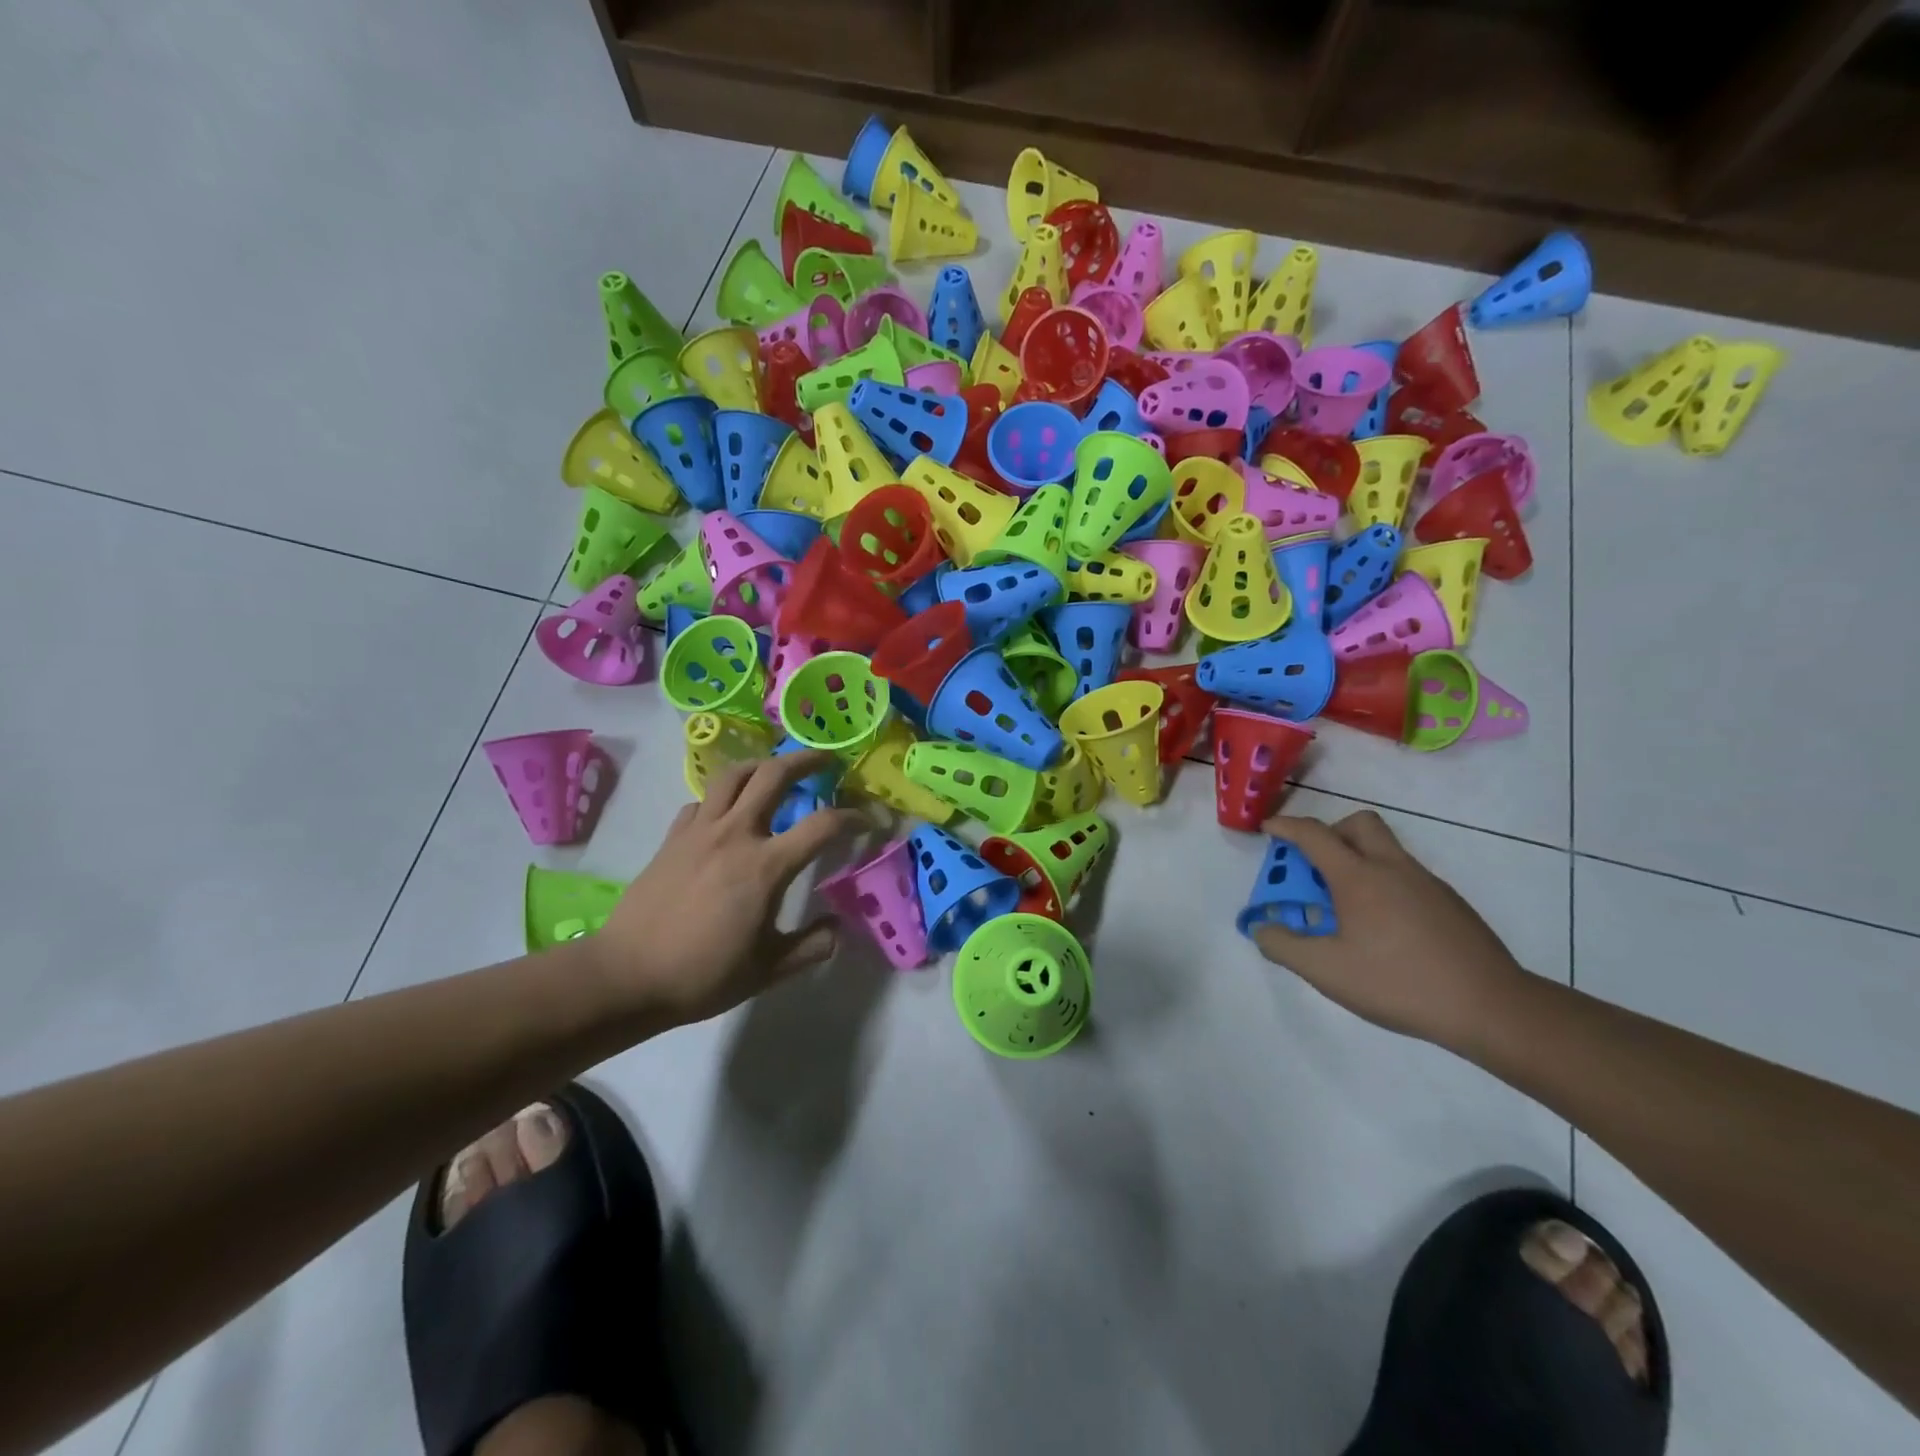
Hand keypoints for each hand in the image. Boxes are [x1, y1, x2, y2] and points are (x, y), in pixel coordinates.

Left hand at [593, 751, 861, 1027]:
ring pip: (733, 775)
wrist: (626, 975)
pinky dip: (721, 798)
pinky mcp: (672, 838)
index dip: (853, 817)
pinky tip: (726, 814)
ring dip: (761, 766)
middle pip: (774, 775)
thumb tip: (838, 928)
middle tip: (826, 761)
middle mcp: (735, 835)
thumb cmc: (702, 975)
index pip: (823, 825)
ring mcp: (699, 831)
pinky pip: (701, 802)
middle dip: (806, 760)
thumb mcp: (768, 970)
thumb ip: (811, 947)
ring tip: (775, 771)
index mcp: (766, 866)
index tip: (868, 820)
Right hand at [1251, 809, 1527, 1047]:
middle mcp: (1393, 868)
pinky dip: (1383, 884)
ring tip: (1344, 907)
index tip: (1268, 829)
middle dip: (1330, 832)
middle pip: (1359, 824)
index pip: (1314, 835)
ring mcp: (1427, 884)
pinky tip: (1382, 929)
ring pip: (1386, 849)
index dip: (1286, 827)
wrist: (1492, 1008)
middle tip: (1315, 864)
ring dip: (1357, 860)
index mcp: (1359, 877)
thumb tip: (1262, 927)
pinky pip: (1406, 876)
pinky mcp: (1450, 904)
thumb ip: (1283, 946)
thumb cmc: (1399, 983)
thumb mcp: (1326, 971)